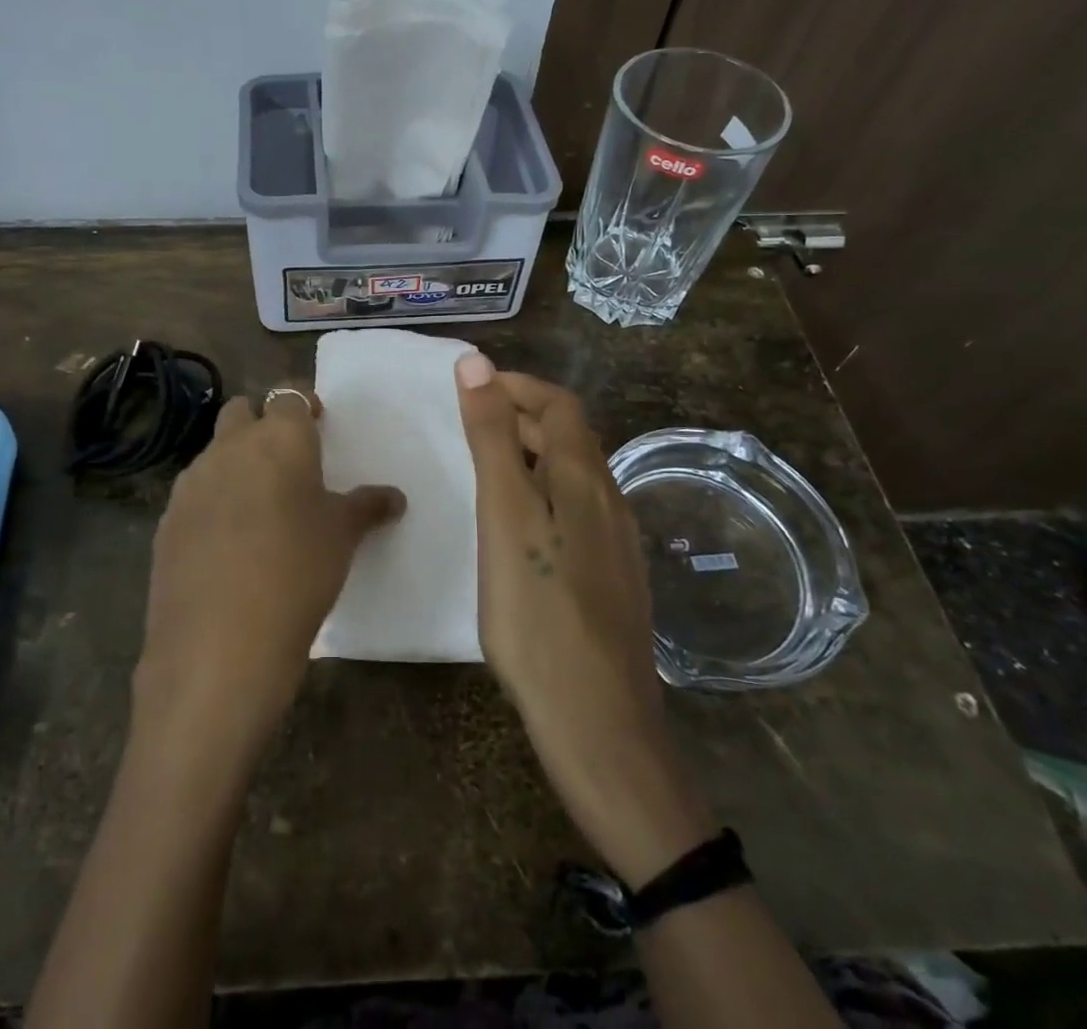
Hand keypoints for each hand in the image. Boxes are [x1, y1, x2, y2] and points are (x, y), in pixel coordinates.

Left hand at [132, 384, 403, 774]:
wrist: (219, 644)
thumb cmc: (298, 572)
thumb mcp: (342, 537)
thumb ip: (367, 507)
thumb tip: (394, 497)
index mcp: (279, 439)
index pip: (288, 397)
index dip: (303, 405)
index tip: (318, 423)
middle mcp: (230, 448)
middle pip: (241, 411)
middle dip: (262, 423)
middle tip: (287, 460)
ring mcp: (191, 483)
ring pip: (214, 452)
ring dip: (235, 463)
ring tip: (259, 506)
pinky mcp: (166, 520)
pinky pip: (194, 494)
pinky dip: (212, 501)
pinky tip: (227, 542)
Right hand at [454, 354, 715, 884]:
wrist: (598, 722)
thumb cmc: (538, 613)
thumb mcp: (505, 515)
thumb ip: (492, 439)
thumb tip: (476, 364)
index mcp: (585, 479)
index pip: (559, 404)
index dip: (518, 385)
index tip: (473, 385)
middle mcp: (609, 500)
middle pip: (569, 437)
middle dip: (523, 415)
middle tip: (470, 420)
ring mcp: (616, 543)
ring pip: (575, 475)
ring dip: (533, 453)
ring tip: (487, 465)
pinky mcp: (612, 578)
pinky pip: (577, 510)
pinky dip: (544, 491)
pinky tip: (520, 524)